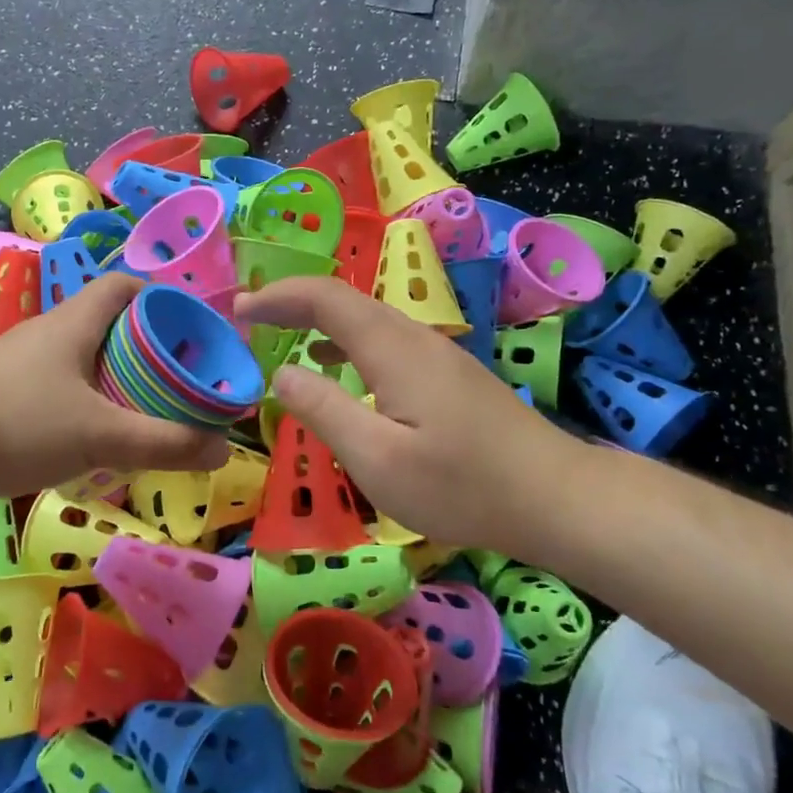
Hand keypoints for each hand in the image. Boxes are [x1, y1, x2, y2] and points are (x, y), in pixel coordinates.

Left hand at [0, 274, 229, 500]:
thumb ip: (163, 441)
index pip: (126, 286)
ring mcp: (26, 366)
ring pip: (88, 364)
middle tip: (183, 385)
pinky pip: (64, 392)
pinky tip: (101, 443)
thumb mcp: (98, 434)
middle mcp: (52, 334)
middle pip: (113, 327)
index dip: (164, 300)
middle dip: (151, 351)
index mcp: (76, 322)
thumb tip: (222, 448)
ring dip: (122, 383)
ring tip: (153, 417)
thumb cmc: (13, 422)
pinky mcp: (7, 397)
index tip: (194, 333)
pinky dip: (91, 408)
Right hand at [233, 276, 586, 555]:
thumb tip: (281, 372)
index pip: (325, 298)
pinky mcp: (449, 376)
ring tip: (281, 336)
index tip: (238, 309)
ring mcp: (437, 355)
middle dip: (293, 302)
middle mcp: (415, 338)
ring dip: (320, 321)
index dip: (278, 295)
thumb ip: (324, 410)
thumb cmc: (461, 485)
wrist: (555, 496)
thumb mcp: (378, 458)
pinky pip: (386, 341)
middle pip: (346, 301)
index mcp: (393, 348)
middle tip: (249, 319)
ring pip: (368, 320)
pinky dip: (348, 342)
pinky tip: (339, 368)